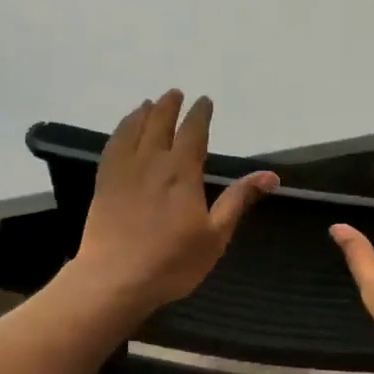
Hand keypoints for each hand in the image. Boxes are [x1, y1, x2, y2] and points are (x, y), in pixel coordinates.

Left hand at [72, 90, 277, 316]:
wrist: (114, 280)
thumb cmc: (172, 262)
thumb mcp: (215, 235)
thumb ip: (238, 200)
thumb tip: (270, 175)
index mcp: (182, 172)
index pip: (193, 132)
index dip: (199, 114)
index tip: (204, 101)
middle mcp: (151, 162)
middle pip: (159, 123)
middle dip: (169, 106)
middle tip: (175, 93)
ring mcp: (123, 171)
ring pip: (133, 130)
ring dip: (143, 113)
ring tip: (148, 104)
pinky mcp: (103, 184)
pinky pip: (112, 147)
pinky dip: (120, 131)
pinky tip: (123, 133)